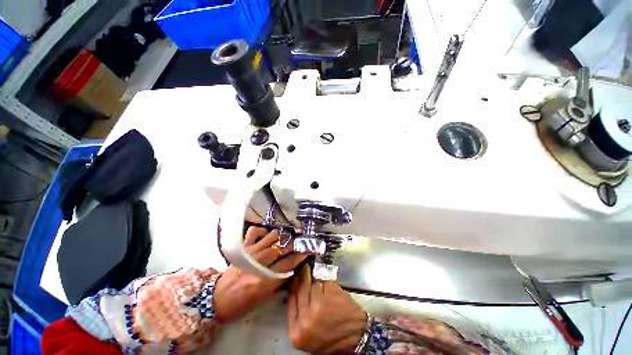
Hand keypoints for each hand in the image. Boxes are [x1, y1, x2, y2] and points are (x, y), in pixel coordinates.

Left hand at [213, 227, 305, 323]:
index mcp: (264, 281)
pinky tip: (267, 233)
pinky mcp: (242, 248)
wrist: (216, 300)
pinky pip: (254, 233)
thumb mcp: (263, 298)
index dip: (299, 256)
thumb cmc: (242, 304)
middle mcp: (258, 264)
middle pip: (280, 248)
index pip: (287, 264)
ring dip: (281, 235)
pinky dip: (262, 230)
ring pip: (270, 237)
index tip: (307, 250)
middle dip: (292, 243)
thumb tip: (291, 269)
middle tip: (299, 240)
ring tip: (286, 235)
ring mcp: (250, 254)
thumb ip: (278, 282)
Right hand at [287, 264, 366, 353]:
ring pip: (314, 284)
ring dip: (320, 285)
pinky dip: (330, 285)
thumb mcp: (308, 332)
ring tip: (327, 294)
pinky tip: (335, 293)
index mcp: (296, 332)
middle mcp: (305, 319)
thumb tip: (295, 285)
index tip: (295, 275)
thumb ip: (299, 313)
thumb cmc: (331, 337)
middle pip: (300, 288)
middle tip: (304, 267)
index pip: (291, 299)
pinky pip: (326, 283)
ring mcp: (318, 307)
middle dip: (303, 276)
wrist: (356, 338)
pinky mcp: (331, 296)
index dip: (293, 284)